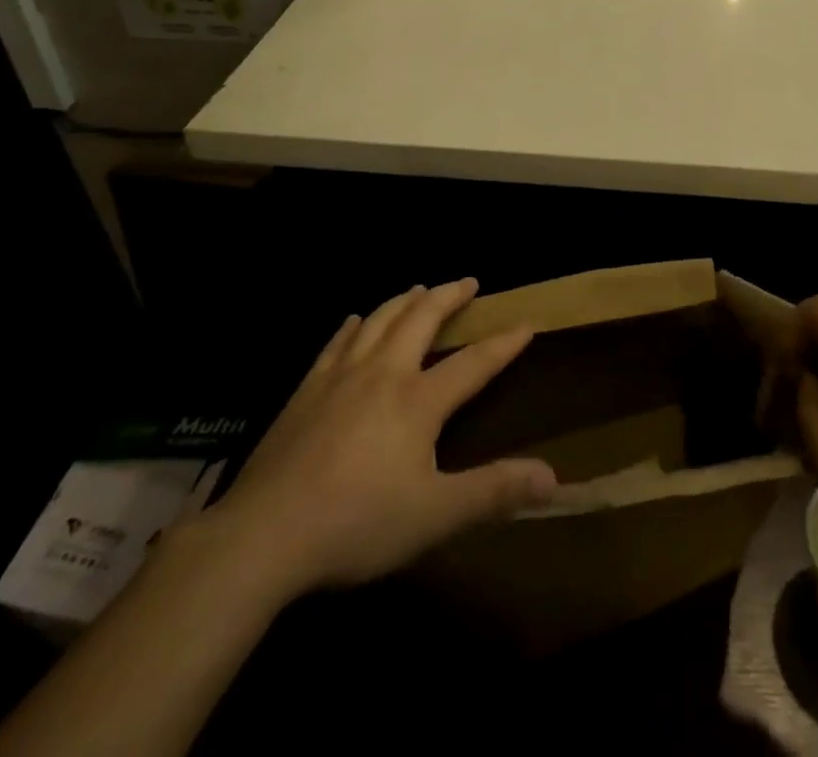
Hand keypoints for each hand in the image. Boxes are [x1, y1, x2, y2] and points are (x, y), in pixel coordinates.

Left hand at [202, 279, 555, 603]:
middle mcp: (383, 374)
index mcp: (418, 400)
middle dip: (449, 297)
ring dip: (405, 300)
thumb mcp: (435, 515)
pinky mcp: (305, 391)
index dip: (503, 343)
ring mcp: (340, 377)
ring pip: (379, 320)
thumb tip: (553, 477)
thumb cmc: (357, 524)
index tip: (526, 323)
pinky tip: (354, 320)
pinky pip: (336, 342)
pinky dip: (353, 325)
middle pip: (421, 320)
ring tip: (419, 288)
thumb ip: (493, 492)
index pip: (473, 363)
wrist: (264, 534)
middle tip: (467, 282)